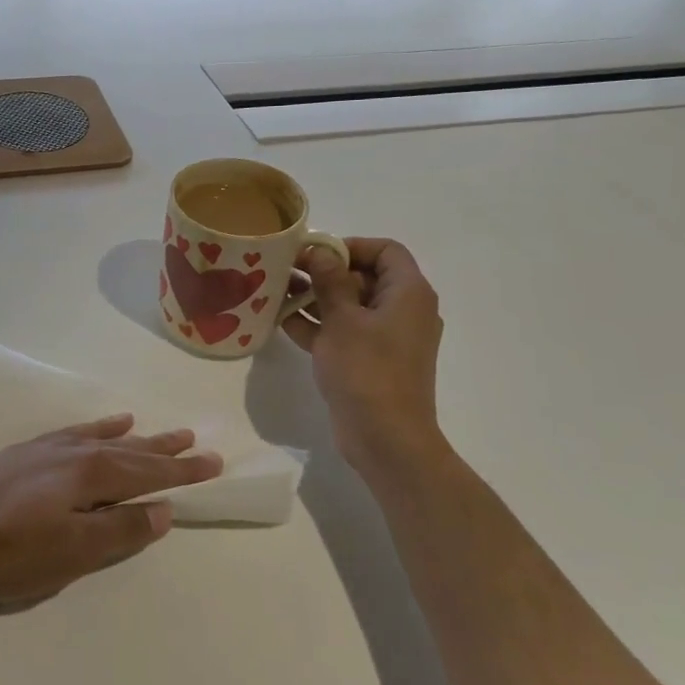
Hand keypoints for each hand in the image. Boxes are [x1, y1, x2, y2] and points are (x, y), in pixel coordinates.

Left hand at [0, 417, 222, 616]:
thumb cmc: (8, 554)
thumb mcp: (72, 553)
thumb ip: (119, 530)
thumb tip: (163, 510)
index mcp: (89, 474)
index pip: (148, 472)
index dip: (182, 471)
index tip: (213, 462)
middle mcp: (71, 453)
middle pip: (128, 450)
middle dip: (162, 450)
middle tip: (193, 440)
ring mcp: (43, 451)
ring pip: (99, 439)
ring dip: (130, 438)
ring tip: (152, 430)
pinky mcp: (20, 456)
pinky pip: (68, 434)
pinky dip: (90, 430)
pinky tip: (95, 427)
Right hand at [280, 238, 448, 466]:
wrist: (385, 439)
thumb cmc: (367, 370)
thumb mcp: (342, 319)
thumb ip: (329, 280)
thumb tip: (320, 251)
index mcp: (408, 293)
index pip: (386, 250)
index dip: (350, 246)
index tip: (314, 254)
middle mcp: (402, 311)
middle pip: (364, 276)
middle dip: (323, 272)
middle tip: (286, 271)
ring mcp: (386, 339)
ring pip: (349, 306)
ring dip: (315, 298)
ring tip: (276, 293)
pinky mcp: (369, 362)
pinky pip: (343, 332)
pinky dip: (318, 326)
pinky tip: (281, 322)